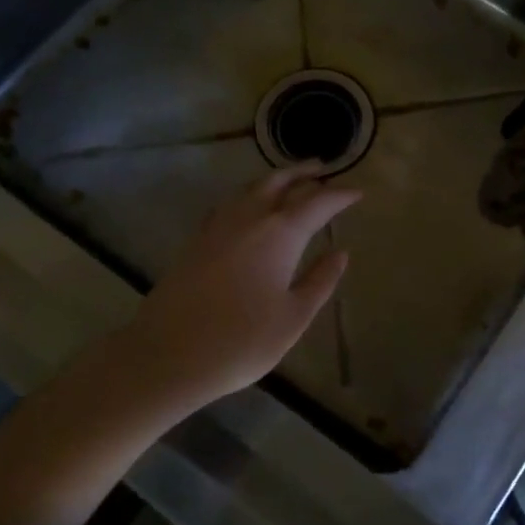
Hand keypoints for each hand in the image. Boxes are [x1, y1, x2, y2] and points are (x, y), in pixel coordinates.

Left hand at [111, 165, 359, 411]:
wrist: (167, 356)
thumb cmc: (240, 341)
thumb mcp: (293, 317)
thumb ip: (320, 281)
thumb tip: (340, 253)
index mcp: (280, 234)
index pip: (318, 203)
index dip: (340, 195)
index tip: (358, 193)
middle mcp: (249, 219)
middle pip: (280, 182)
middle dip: (305, 173)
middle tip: (323, 169)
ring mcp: (218, 226)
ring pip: (252, 188)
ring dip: (276, 179)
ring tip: (291, 181)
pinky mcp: (197, 240)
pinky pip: (230, 203)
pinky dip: (249, 195)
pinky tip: (250, 207)